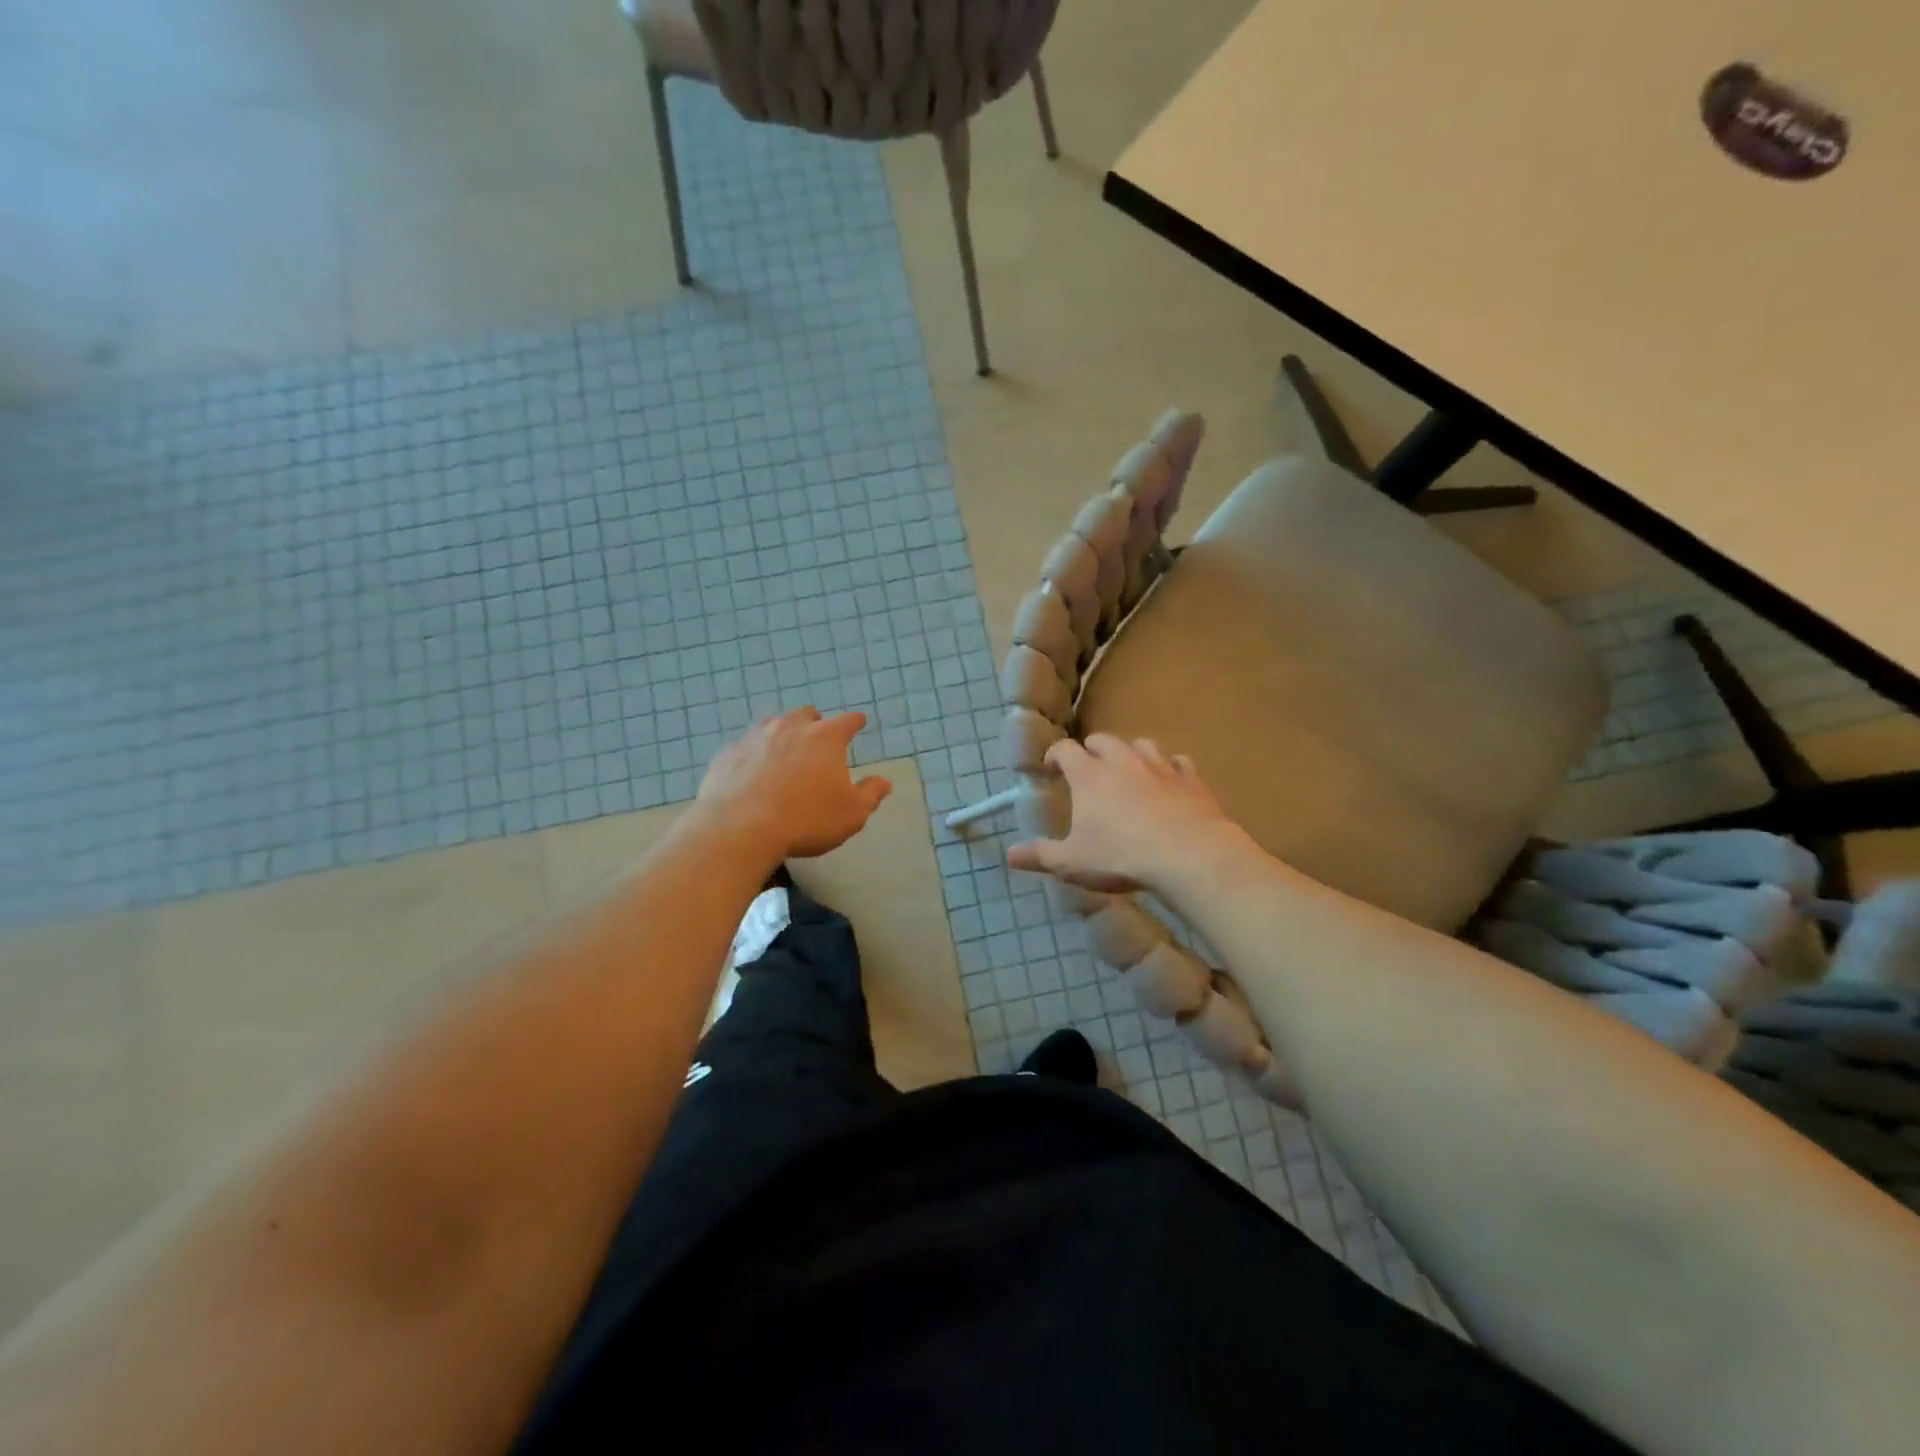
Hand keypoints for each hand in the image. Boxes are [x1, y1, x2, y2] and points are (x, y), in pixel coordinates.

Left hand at [696, 708, 891, 858]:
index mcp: (825, 738)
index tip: (859, 722)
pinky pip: (745, 746)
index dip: (855, 722)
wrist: (740, 829)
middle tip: (818, 738)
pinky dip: (753, 753)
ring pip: (773, 723)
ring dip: (782, 732)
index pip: (848, 721)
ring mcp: (755, 737)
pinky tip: (751, 770)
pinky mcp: (728, 753)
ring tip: (784, 749)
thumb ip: (871, 795)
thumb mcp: (852, 814)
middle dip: (815, 723)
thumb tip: (884, 781)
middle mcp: (791, 727)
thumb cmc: (807, 819)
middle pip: (807, 715)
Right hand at [1007, 734, 1247, 894]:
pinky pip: (1178, 762)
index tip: (1050, 767)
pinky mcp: (1191, 778)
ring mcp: (1159, 766)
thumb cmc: (1120, 857)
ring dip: (1130, 753)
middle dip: (1091, 750)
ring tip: (1128, 770)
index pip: (1064, 749)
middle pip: (1102, 740)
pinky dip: (1170, 767)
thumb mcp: (1072, 862)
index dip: (1054, 754)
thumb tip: (1009, 855)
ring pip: (1141, 744)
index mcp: (1088, 775)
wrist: (1188, 856)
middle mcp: (1122, 761)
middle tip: (1088, 769)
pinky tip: (1169, 781)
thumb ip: (1040, 855)